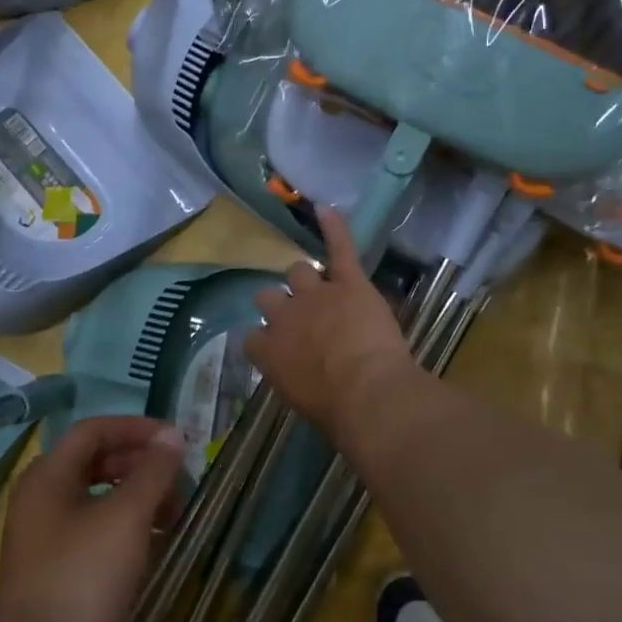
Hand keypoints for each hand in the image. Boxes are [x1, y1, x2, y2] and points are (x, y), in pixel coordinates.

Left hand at [0, 416, 183, 621]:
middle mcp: (42, 501)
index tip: (176, 441)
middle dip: (141, 466)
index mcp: (48, 476)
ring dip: (139, 499)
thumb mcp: (126, 517)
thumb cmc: (83, 577)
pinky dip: (129, 530)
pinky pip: (98, 534)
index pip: (94, 430)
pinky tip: (157, 546)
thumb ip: (153, 472)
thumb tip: (174, 436)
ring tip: (177, 515)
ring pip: (99, 501)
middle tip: (180, 479)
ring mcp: (48, 540)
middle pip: (96, 464)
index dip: (137, 429)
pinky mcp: (59, 574)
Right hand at [245, 206, 416, 435]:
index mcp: (268, 351)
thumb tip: (300, 376)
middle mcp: (284, 317)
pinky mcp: (348, 282)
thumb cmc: (336, 412)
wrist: (368, 393)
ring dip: (306, 278)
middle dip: (280, 303)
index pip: (253, 336)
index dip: (266, 338)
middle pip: (270, 297)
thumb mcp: (299, 401)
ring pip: (299, 271)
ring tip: (317, 284)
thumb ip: (292, 378)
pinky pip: (339, 248)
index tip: (276, 346)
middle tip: (299, 317)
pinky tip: (325, 209)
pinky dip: (334, 227)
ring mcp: (315, 294)